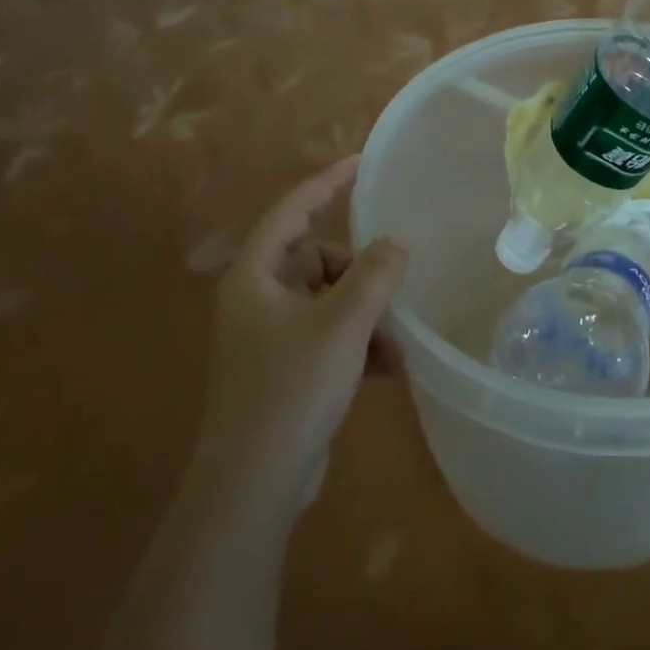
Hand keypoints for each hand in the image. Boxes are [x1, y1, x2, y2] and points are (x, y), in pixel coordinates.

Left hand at [198, 156, 407, 514]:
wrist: (254, 486)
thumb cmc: (291, 391)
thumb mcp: (342, 326)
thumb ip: (374, 276)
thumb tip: (396, 244)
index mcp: (256, 277)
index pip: (293, 210)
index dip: (327, 183)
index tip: (362, 163)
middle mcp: (258, 298)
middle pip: (318, 259)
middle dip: (360, 274)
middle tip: (393, 291)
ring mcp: (270, 335)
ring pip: (329, 300)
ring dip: (366, 315)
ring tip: (396, 344)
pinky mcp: (285, 367)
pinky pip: (330, 334)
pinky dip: (358, 343)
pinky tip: (387, 368)